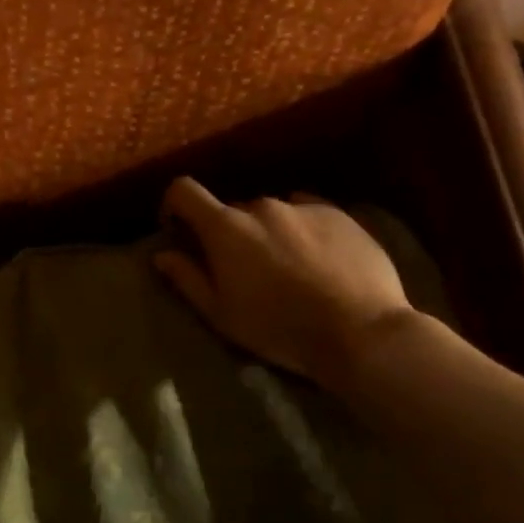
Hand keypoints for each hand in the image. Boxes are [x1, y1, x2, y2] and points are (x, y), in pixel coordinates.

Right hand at [153, 177, 411, 389]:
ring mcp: (303, 207)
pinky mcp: (339, 214)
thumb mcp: (221, 314)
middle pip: (230, 210)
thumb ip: (187, 279)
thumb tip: (162, 255)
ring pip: (271, 213)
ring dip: (267, 232)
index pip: (184, 191)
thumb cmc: (279, 328)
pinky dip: (301, 230)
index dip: (174, 205)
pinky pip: (306, 213)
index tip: (178, 230)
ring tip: (285, 267)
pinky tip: (317, 260)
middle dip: (227, 233)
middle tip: (241, 268)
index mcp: (225, 227)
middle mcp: (261, 206)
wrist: (361, 332)